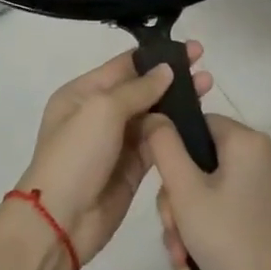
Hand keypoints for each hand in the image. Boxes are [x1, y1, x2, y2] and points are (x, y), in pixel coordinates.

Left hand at [15, 43, 211, 264]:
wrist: (61, 220)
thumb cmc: (76, 155)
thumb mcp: (102, 110)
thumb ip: (137, 89)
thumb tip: (166, 70)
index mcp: (82, 93)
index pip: (123, 66)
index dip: (156, 57)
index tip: (190, 49)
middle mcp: (98, 114)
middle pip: (140, 89)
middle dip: (171, 78)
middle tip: (205, 68)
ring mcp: (115, 142)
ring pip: (152, 115)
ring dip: (178, 103)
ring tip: (208, 89)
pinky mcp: (131, 168)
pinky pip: (156, 143)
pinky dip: (175, 132)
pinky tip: (199, 122)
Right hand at [145, 113, 270, 269]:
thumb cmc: (229, 238)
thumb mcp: (185, 192)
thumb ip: (164, 147)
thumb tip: (154, 115)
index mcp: (247, 140)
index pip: (197, 124)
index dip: (173, 152)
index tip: (164, 189)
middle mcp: (264, 154)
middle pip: (202, 162)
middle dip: (178, 201)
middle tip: (171, 232)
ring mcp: (270, 184)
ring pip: (211, 189)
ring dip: (188, 222)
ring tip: (181, 258)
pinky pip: (229, 207)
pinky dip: (209, 229)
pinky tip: (193, 264)